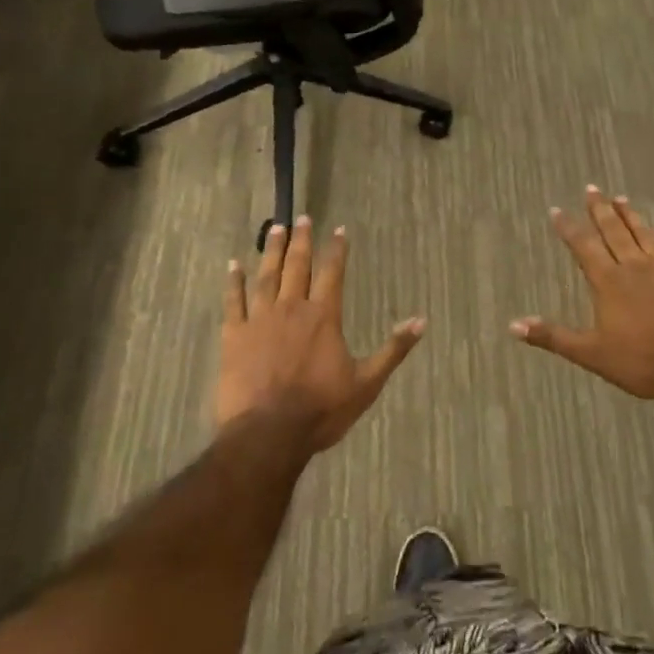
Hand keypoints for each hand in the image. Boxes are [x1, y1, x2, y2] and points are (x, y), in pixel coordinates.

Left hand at [217, 218, 423, 451]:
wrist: (268, 435)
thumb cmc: (321, 410)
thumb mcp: (366, 383)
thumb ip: (393, 349)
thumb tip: (421, 321)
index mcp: (324, 316)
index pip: (332, 272)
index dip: (336, 250)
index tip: (338, 230)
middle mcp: (292, 308)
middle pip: (297, 266)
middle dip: (301, 240)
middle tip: (301, 218)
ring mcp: (260, 320)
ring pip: (266, 276)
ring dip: (271, 252)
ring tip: (274, 230)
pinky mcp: (234, 337)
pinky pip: (233, 302)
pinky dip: (233, 282)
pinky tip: (233, 265)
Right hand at [511, 187, 653, 400]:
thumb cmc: (642, 361)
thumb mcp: (591, 353)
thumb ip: (553, 337)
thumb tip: (513, 325)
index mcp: (608, 282)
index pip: (583, 247)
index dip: (568, 228)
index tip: (556, 209)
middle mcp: (634, 267)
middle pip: (614, 232)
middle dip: (600, 210)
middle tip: (592, 189)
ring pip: (644, 235)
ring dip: (631, 216)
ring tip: (621, 199)